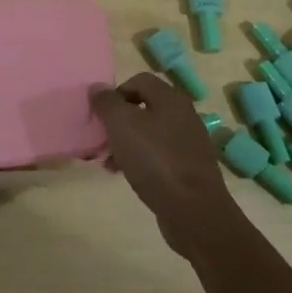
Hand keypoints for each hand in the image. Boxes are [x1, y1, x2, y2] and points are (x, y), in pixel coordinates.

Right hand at [91, 73, 243, 257]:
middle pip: (143, 108)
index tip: (102, 114)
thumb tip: (97, 88)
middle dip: (118, 122)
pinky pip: (158, 156)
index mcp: (170, 99)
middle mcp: (183, 115)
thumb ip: (106, 102)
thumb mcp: (121, 125)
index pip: (139, 80)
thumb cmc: (155, 160)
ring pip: (149, 134)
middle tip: (102, 139)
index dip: (116, 92)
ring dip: (125, 143)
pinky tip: (127, 176)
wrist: (194, 212)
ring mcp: (188, 143)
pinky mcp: (189, 169)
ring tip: (109, 162)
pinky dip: (140, 160)